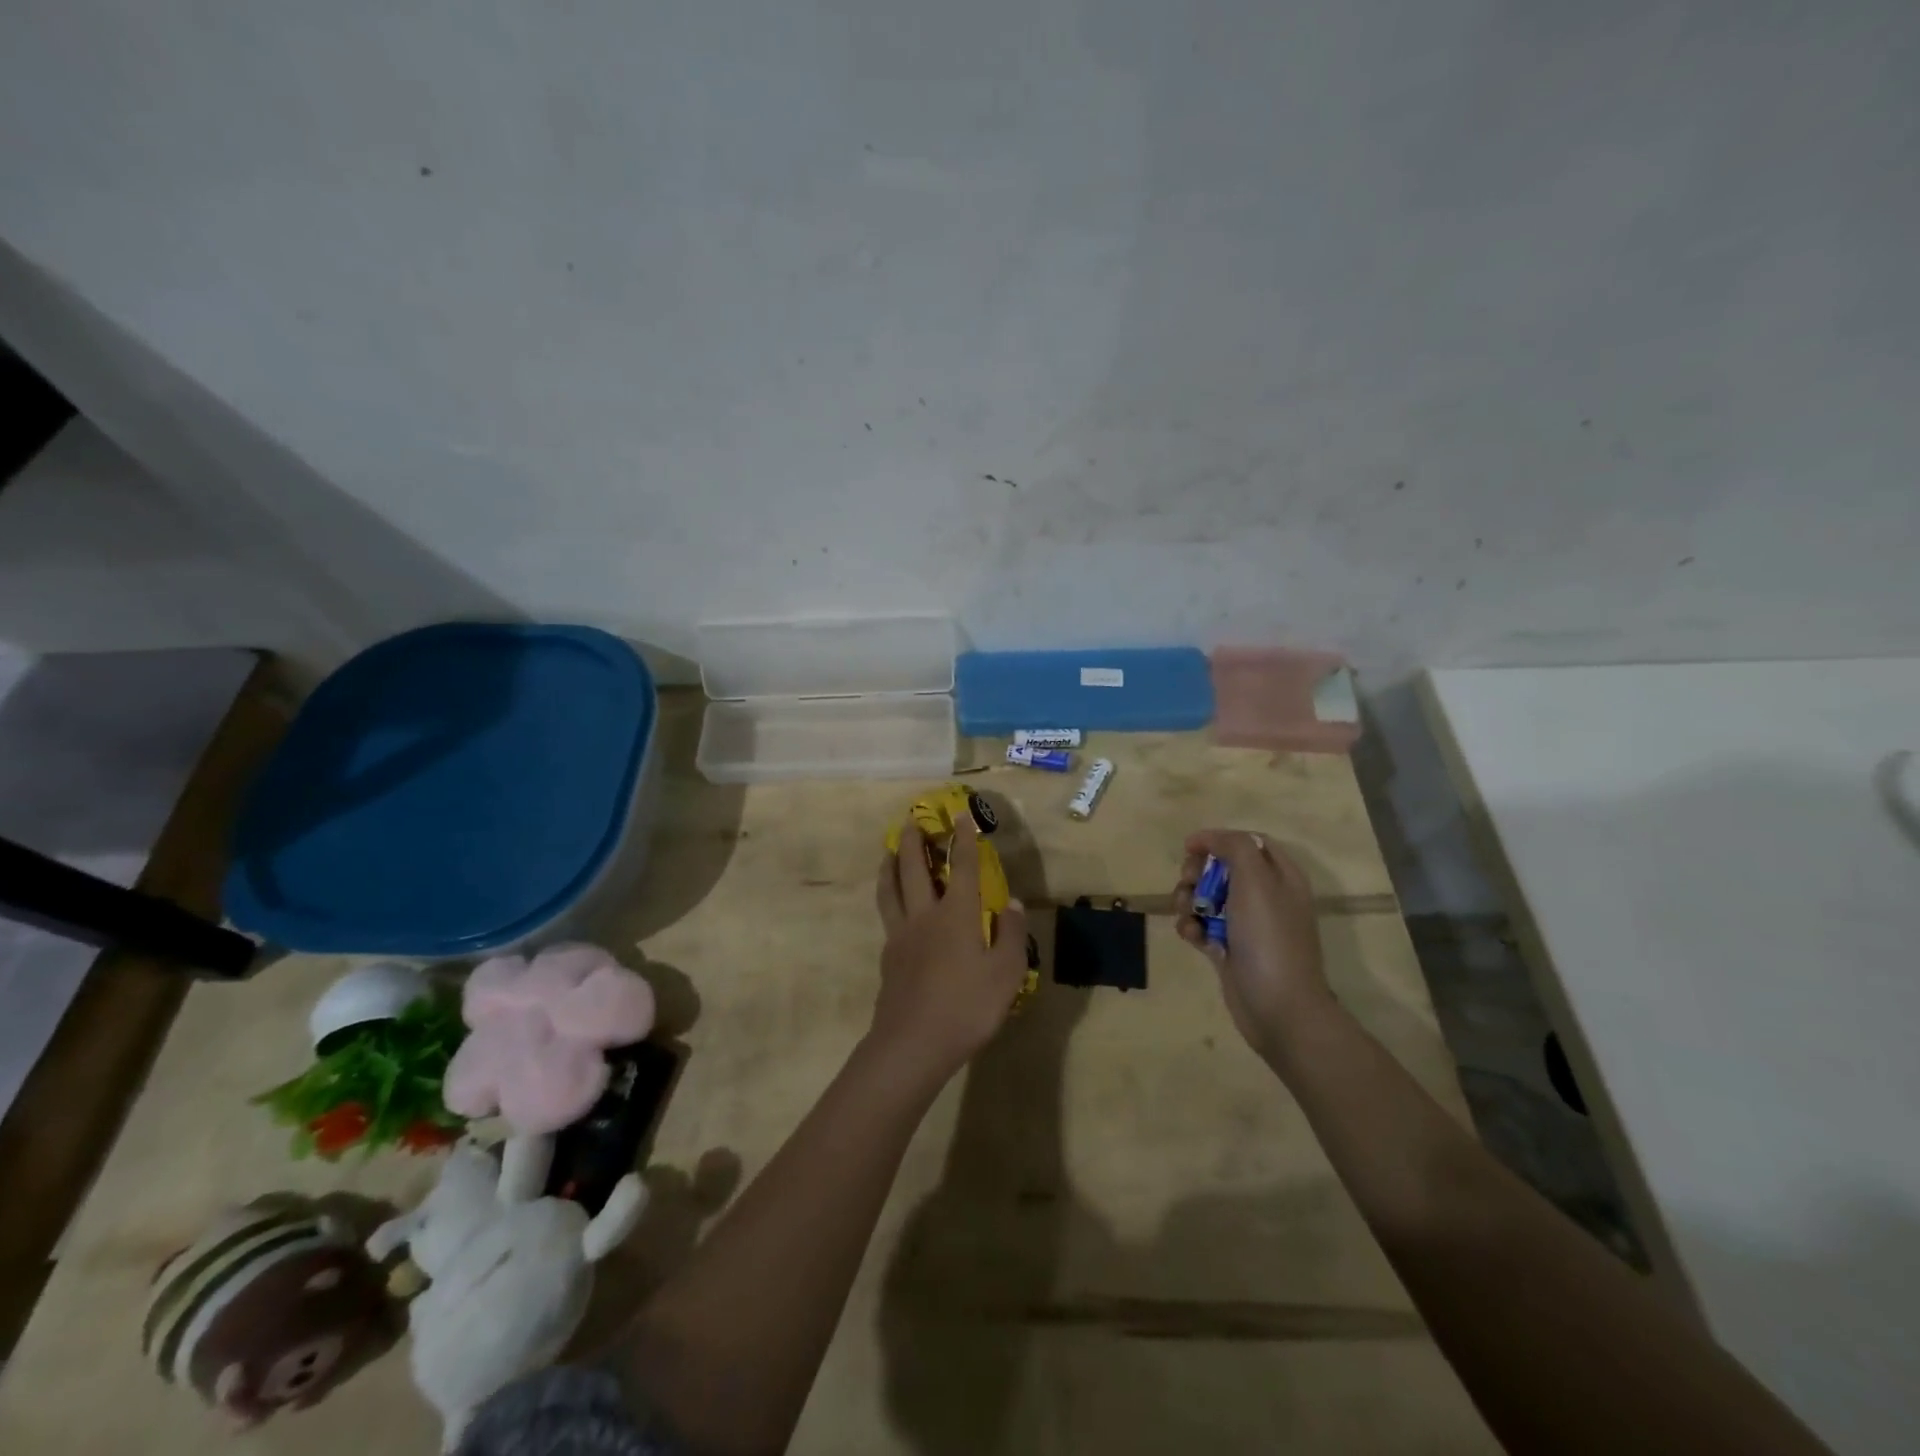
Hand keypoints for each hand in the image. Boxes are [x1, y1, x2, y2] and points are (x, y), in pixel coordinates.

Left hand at [872, 817, 1029, 1083]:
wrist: (913, 1043)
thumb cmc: (967, 1007)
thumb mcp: (1005, 974)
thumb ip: (1009, 935)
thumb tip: (1014, 903)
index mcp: (956, 914)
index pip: (961, 867)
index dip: (963, 839)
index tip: (960, 815)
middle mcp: (925, 915)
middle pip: (914, 869)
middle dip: (913, 841)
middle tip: (911, 820)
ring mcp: (901, 935)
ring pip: (890, 889)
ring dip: (890, 864)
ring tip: (889, 850)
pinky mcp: (888, 956)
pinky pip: (887, 916)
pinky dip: (888, 898)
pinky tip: (892, 906)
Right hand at [1175, 829, 1335, 1062]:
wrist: (1278, 1007)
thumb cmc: (1269, 937)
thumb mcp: (1256, 880)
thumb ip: (1233, 847)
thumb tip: (1207, 838)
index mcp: (1281, 876)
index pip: (1248, 842)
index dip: (1217, 840)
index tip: (1190, 848)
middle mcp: (1266, 896)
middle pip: (1222, 868)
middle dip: (1198, 872)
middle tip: (1190, 883)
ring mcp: (1247, 925)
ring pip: (1207, 897)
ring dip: (1188, 900)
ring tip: (1188, 914)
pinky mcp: (1229, 949)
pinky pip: (1202, 926)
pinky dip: (1192, 927)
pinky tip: (1191, 937)